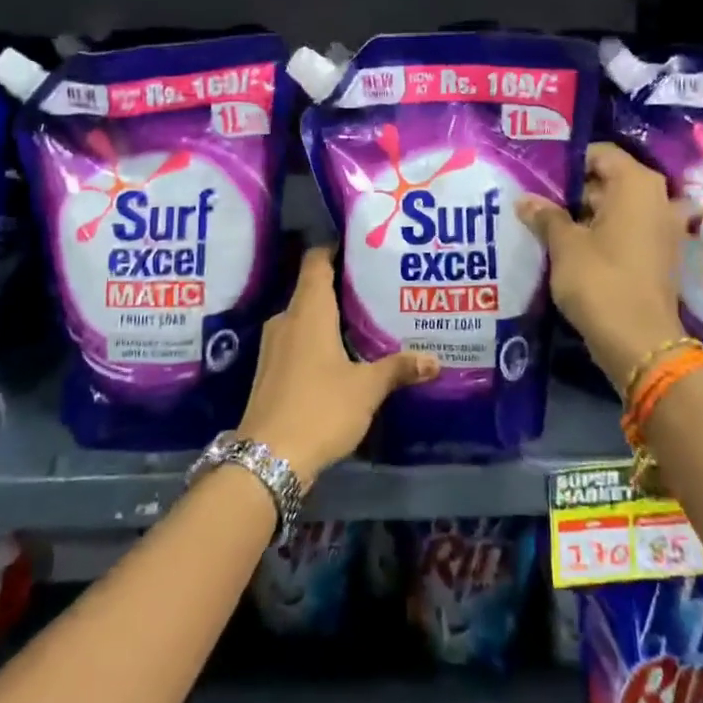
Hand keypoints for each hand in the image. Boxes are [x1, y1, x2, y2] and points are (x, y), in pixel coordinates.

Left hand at [238, 246, 439, 481]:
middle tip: (376, 285)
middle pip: (312, 288)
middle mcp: (286, 320)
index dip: (334, 247)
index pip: (315, 261)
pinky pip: (298, 340)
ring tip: (365, 318)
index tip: (360, 244)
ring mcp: (274, 346)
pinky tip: (341, 354)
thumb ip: (398, 368)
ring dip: (330, 315)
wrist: (267, 458)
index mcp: (307, 311)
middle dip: (341, 284)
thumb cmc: (320, 408)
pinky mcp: (270, 371)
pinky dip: (319, 338)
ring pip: (305, 317)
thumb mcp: (366, 388)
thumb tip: (435, 360)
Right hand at [517, 142, 689, 390]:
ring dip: (587, 215)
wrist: (640, 342)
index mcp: (637, 184)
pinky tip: (573, 247)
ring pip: (618, 208)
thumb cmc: (600, 281)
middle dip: (574, 191)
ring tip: (549, 223)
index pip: (600, 154)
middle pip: (610, 180)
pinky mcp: (660, 255)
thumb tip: (525, 200)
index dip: (568, 162)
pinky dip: (604, 234)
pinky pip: (628, 231)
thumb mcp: (564, 245)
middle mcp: (658, 198)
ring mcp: (663, 229)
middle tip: (537, 200)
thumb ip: (546, 216)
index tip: (539, 175)